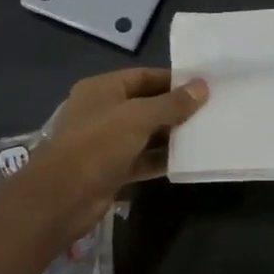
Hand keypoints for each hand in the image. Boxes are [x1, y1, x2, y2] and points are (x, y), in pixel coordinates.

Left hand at [10, 69, 207, 239]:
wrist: (62, 197)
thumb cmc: (98, 145)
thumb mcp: (139, 117)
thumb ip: (172, 103)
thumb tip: (203, 87)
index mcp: (103, 89)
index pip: (144, 76)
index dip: (174, 80)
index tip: (204, 86)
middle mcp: (103, 111)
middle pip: (147, 104)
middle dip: (176, 108)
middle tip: (211, 111)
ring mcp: (106, 142)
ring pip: (146, 133)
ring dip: (172, 135)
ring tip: (206, 134)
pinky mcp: (112, 169)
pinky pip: (143, 159)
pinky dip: (162, 159)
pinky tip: (188, 160)